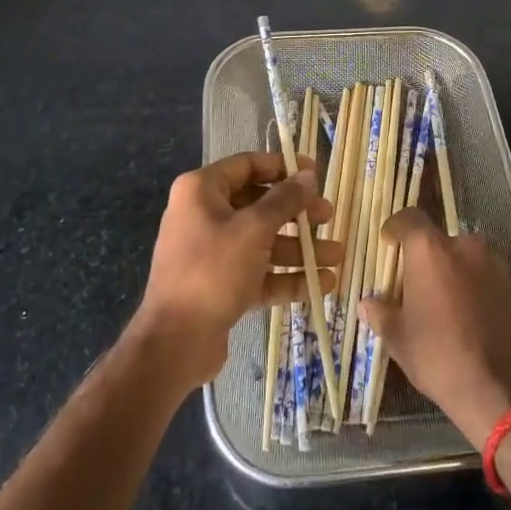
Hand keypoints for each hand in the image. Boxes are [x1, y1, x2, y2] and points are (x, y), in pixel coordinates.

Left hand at [134, 151, 341, 389]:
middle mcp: (204, 215)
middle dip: (297, 213)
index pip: (248, 165)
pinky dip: (287, 277)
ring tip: (337, 256)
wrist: (174, 343)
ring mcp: (212, 253)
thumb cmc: (212, 270)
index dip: (283, 167)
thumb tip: (307, 176)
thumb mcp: (254, 229)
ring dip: (300, 249)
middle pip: (259, 205)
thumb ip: (284, 200)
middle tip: (328, 217)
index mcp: (201, 190)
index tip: (315, 174)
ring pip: (263, 242)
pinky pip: (258, 273)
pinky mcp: (221, 286)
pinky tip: (321, 284)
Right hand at [360, 209, 510, 447]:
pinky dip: (472, 288)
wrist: (501, 391)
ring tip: (442, 305)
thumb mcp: (399, 339)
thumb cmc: (439, 357)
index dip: (396, 228)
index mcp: (430, 250)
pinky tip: (467, 318)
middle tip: (415, 285)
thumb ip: (381, 313)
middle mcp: (463, 246)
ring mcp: (492, 264)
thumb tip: (367, 304)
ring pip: (463, 258)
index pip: (409, 217)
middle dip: (425, 258)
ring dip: (451, 272)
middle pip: (438, 241)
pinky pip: (483, 277)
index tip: (388, 244)